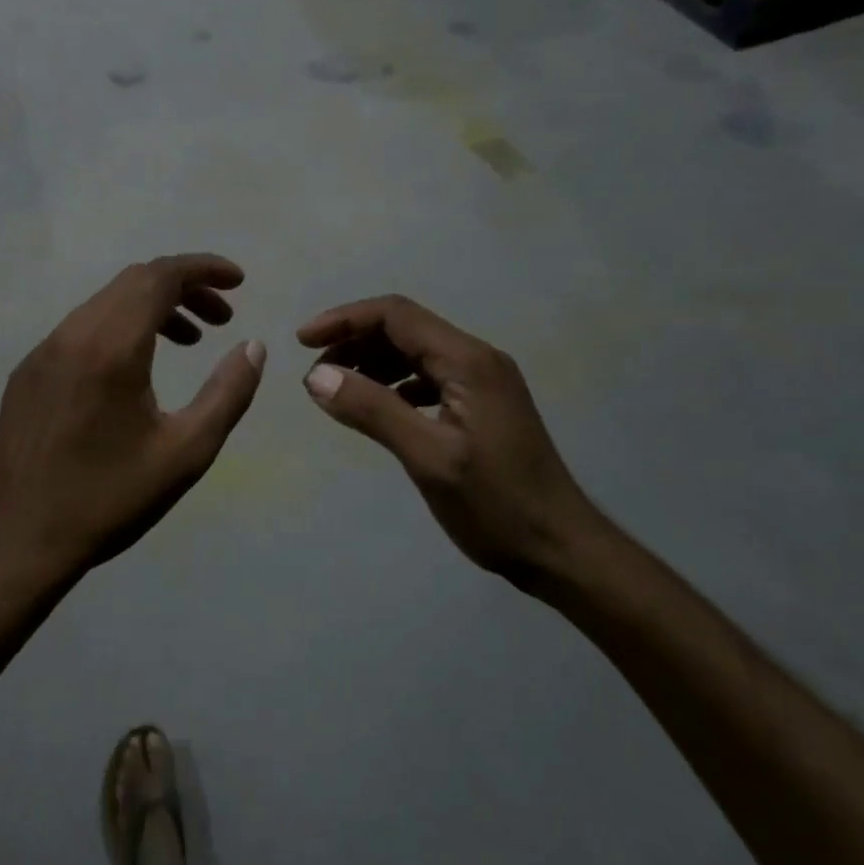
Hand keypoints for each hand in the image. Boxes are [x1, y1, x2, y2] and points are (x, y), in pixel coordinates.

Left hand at [0, 255, 266, 585]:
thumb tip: (254, 346)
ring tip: (188, 341)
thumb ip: (228, 393)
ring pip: (105, 303)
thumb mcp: (187, 452)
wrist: (22, 540)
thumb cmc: (111, 498)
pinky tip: (134, 369)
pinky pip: (80, 329)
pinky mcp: (27, 372)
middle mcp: (72, 334)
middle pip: (133, 282)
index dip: (204, 269)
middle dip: (184, 287)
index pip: (160, 277)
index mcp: (111, 348)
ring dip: (151, 308)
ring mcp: (42, 351)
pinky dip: (118, 328)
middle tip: (220, 319)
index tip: (238, 281)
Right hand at [297, 295, 601, 588]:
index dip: (345, 320)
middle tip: (314, 373)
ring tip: (336, 389)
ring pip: (415, 353)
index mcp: (468, 361)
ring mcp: (482, 382)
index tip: (302, 342)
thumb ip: (372, 411)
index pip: (396, 315)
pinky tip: (376, 407)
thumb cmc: (496, 505)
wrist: (561, 549)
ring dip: (372, 362)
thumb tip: (315, 377)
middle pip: (404, 328)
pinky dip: (394, 384)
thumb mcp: (428, 458)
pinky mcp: (482, 405)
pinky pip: (428, 378)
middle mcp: (477, 359)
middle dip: (354, 340)